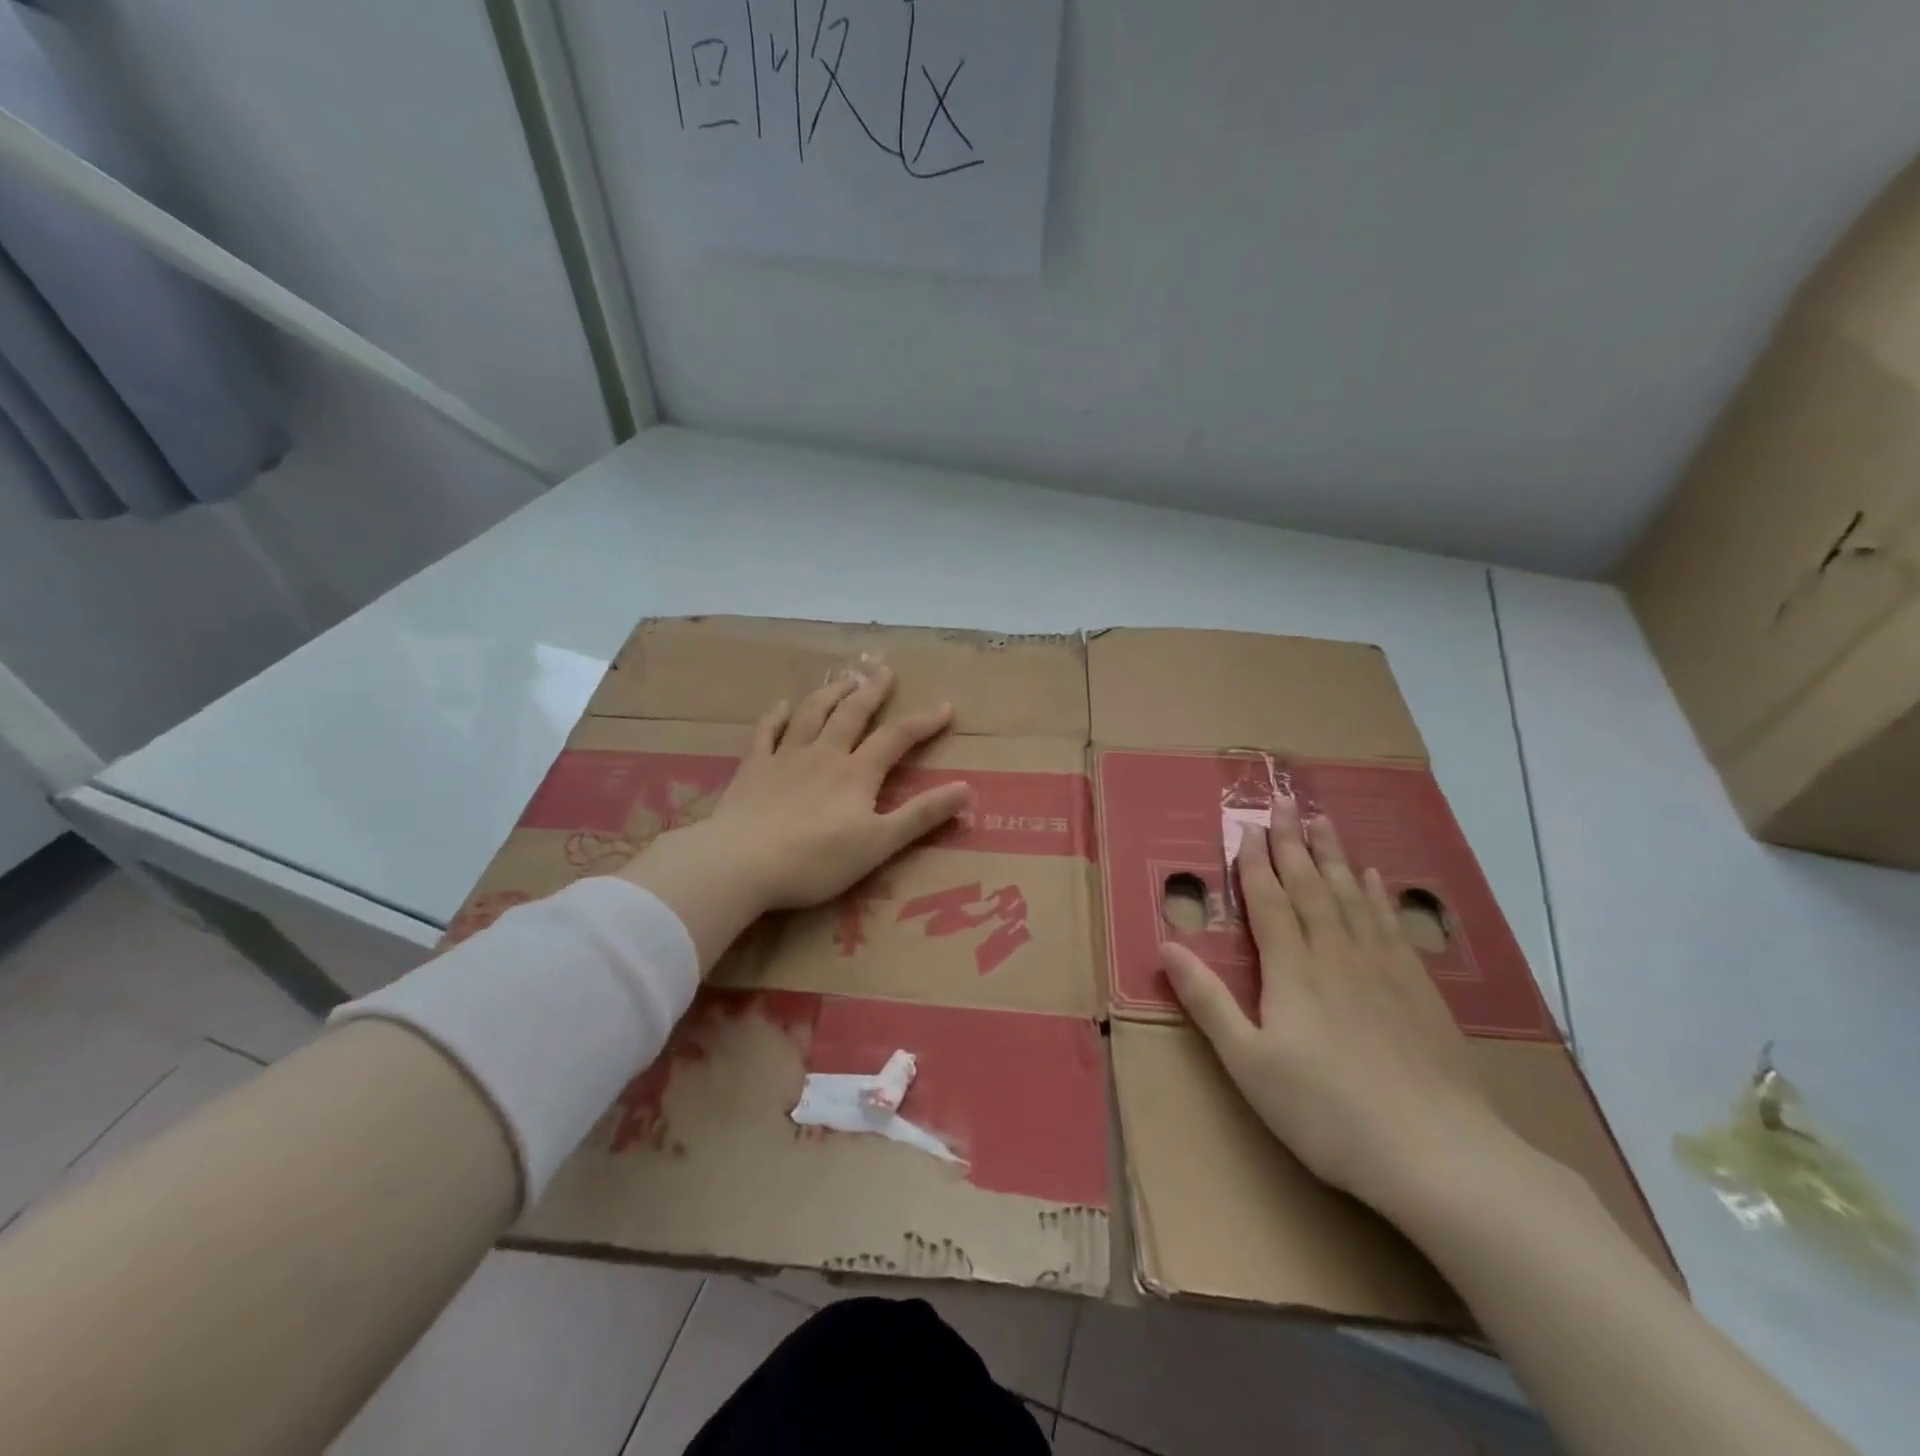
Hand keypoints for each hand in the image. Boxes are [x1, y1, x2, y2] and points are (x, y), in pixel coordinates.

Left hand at [703, 666, 972, 908]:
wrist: (741, 863)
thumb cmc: (815, 860)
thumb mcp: (879, 844)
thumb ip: (921, 816)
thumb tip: (966, 789)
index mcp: (856, 773)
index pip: (896, 738)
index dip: (923, 722)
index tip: (946, 707)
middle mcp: (823, 754)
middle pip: (852, 714)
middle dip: (872, 691)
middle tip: (885, 670)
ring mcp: (785, 757)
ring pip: (812, 714)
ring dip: (831, 693)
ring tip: (844, 678)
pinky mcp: (753, 768)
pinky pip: (766, 732)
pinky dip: (776, 716)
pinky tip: (782, 706)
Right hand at [1161, 798, 1514, 1220]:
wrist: (1437, 1154)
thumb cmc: (1326, 1111)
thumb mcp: (1248, 1062)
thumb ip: (1207, 1001)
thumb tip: (1166, 947)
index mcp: (1293, 970)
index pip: (1269, 902)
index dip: (1255, 863)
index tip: (1248, 828)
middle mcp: (1337, 954)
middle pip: (1311, 886)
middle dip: (1293, 842)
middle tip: (1285, 802)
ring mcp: (1383, 968)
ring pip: (1352, 896)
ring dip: (1334, 856)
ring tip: (1323, 822)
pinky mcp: (1418, 989)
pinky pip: (1389, 924)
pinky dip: (1377, 895)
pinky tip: (1374, 879)